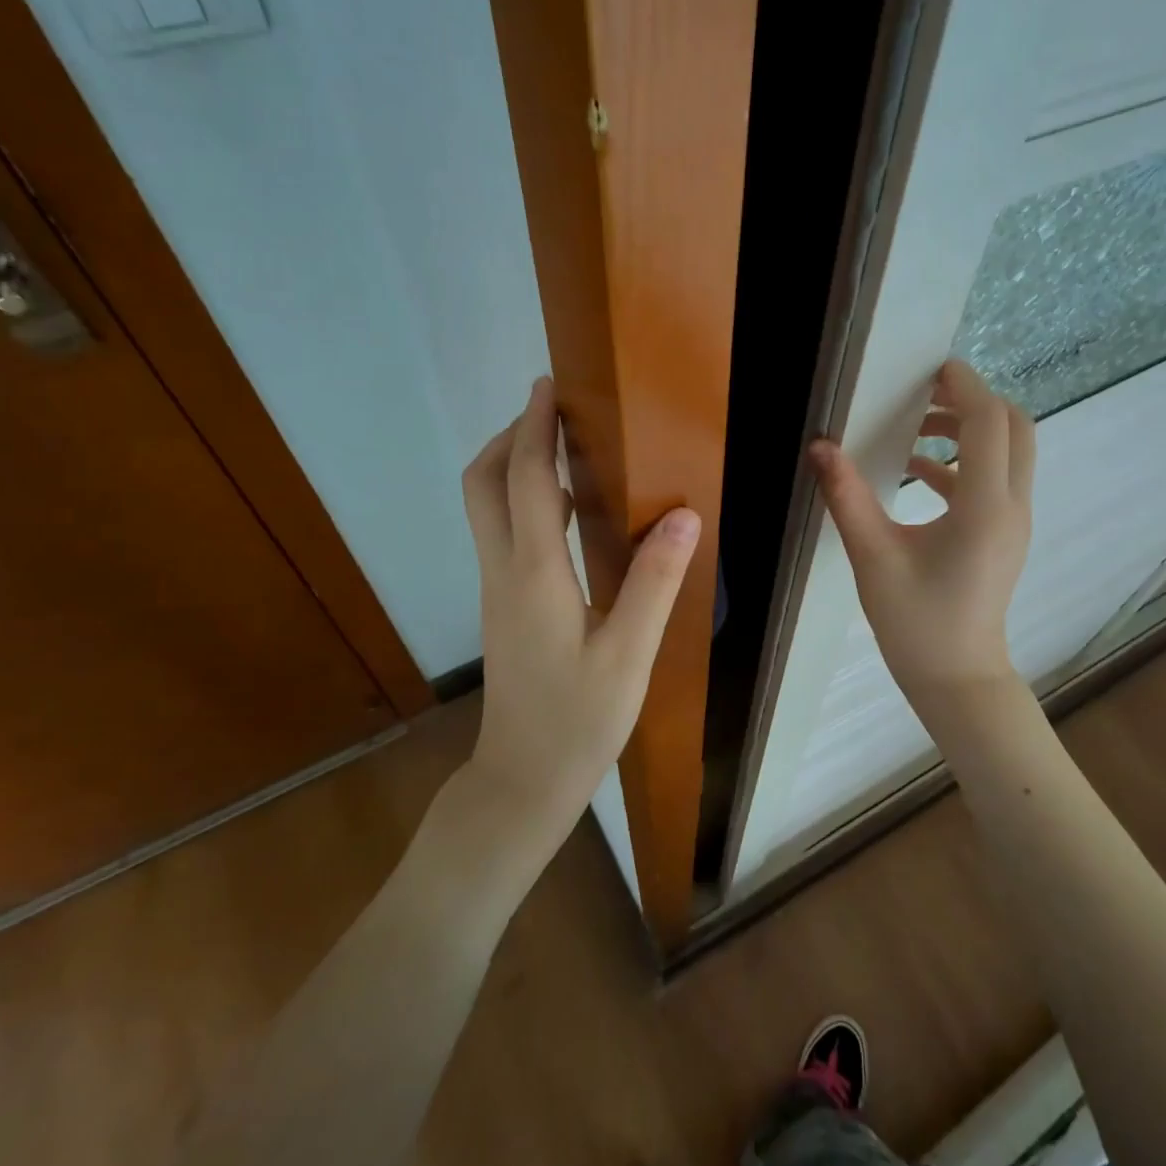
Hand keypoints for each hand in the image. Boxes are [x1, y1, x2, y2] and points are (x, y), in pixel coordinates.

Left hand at [460, 377, 700, 845]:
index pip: (527, 480)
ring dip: (514, 466)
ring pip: (486, 507)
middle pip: (483, 483)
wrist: (523, 779)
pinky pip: (501, 532)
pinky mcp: (503, 606)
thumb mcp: (629, 655)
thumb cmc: (579, 721)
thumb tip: (682, 513)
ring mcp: (497, 589)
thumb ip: (655, 582)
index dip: (536, 428)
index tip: (549, 386)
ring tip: (564, 450)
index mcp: (535, 574)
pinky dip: (523, 501)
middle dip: (511, 438)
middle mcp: (504, 571)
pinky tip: (567, 514)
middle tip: (554, 414)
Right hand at [809, 358, 1034, 710]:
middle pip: (1015, 427)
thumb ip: (847, 496)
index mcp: (985, 507)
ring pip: (1009, 452)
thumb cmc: (915, 622)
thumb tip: (819, 447)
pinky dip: (963, 464)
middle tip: (925, 394)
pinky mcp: (1004, 536)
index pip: (988, 422)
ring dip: (969, 430)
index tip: (930, 368)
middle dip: (974, 401)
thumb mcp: (873, 556)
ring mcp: (1014, 522)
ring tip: (913, 431)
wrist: (957, 678)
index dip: (963, 386)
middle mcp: (1012, 506)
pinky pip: (995, 481)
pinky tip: (915, 474)